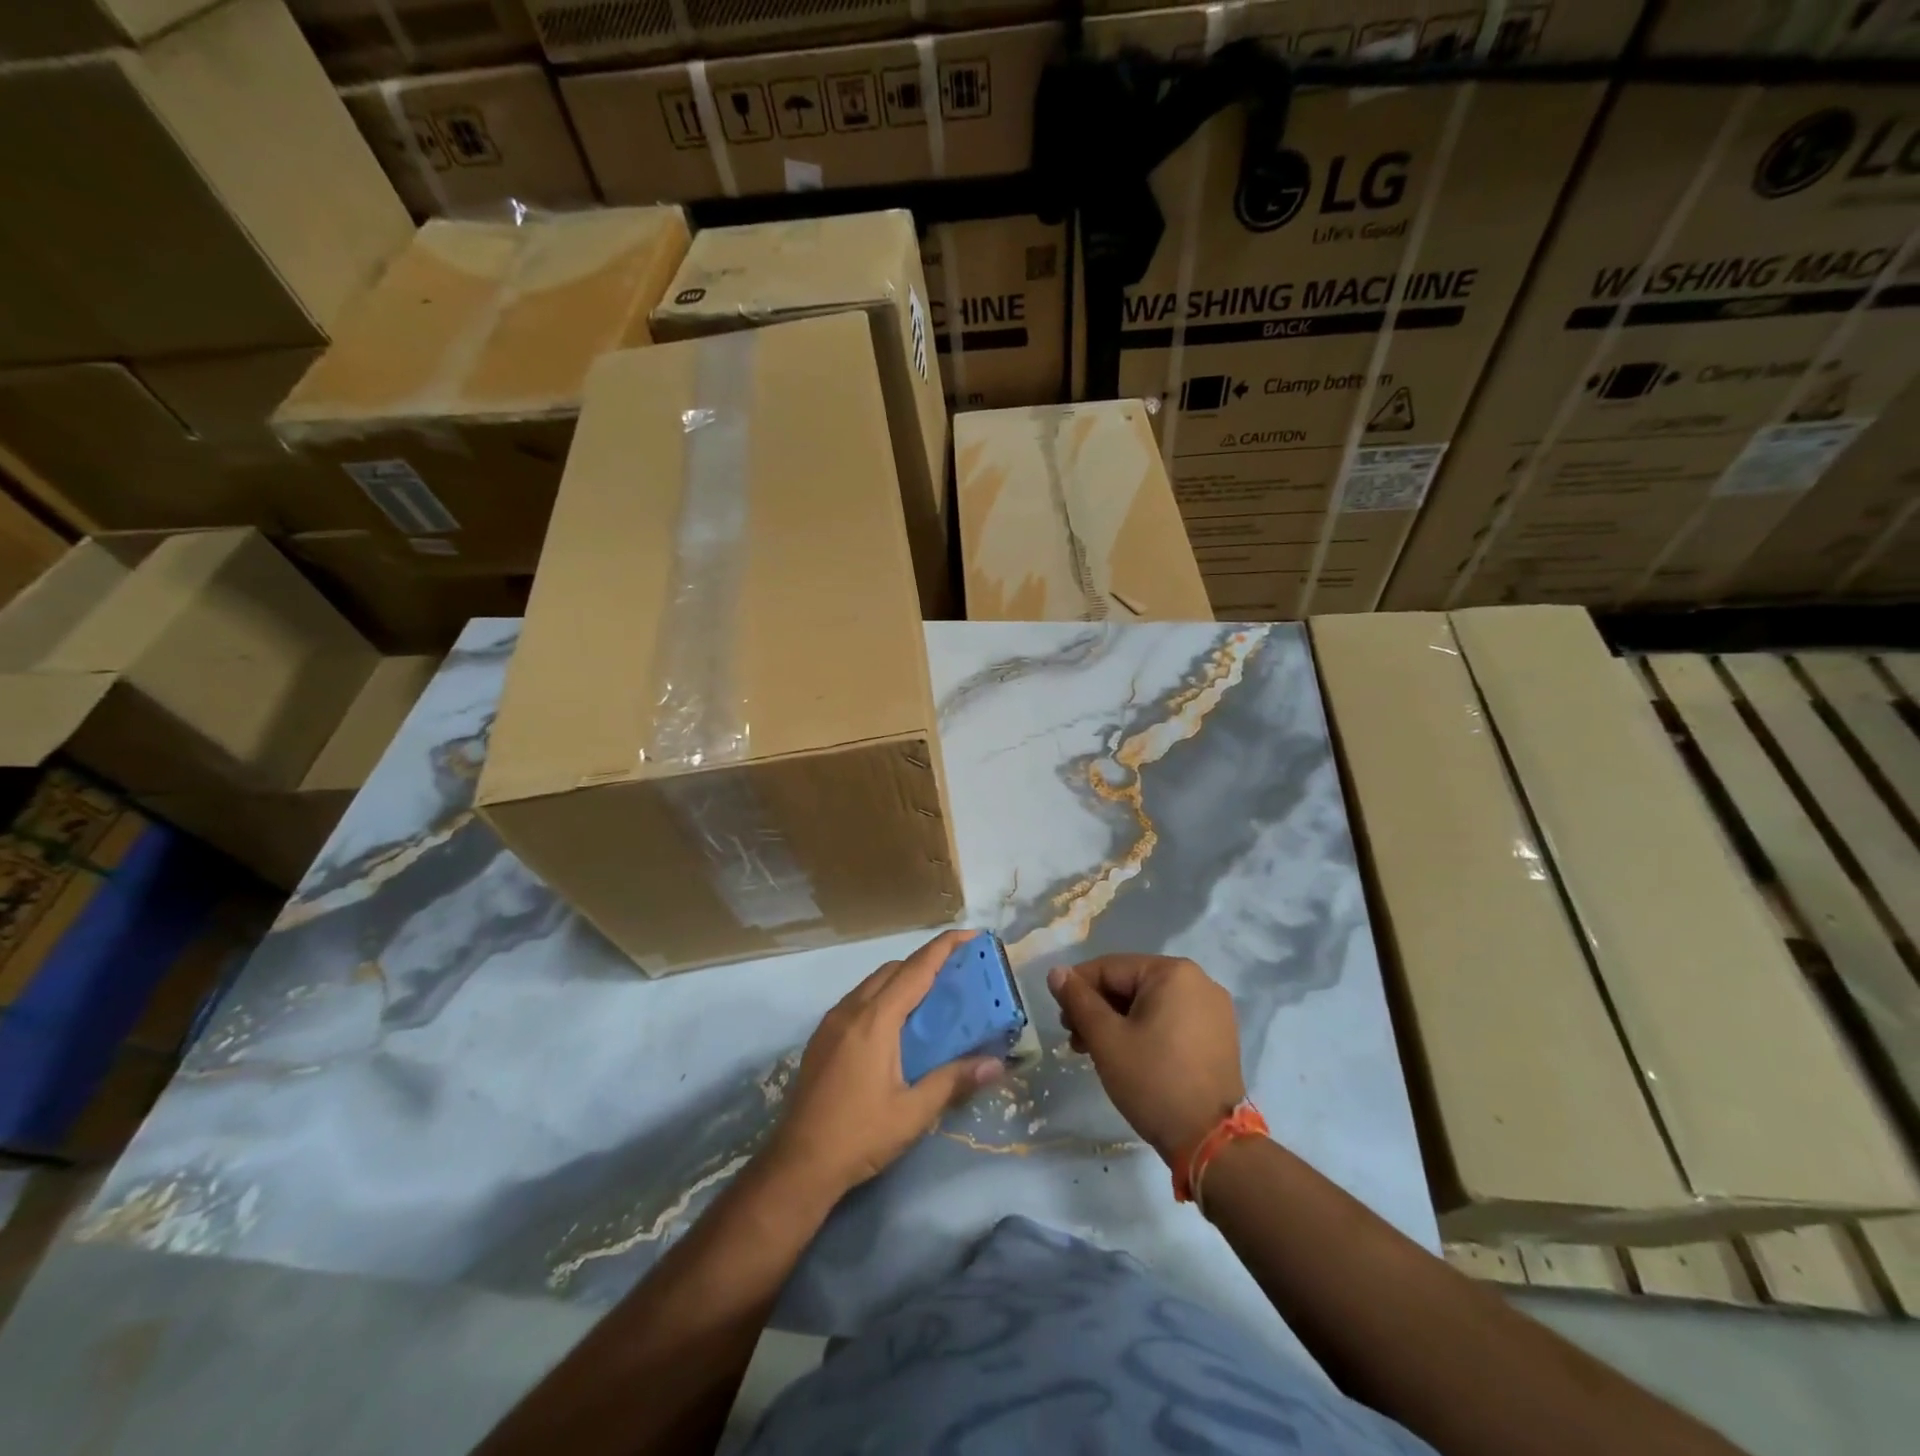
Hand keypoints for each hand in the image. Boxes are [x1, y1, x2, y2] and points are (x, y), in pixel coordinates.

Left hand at [769, 930, 1004, 1197]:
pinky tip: (896, 1025)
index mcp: (875, 1020)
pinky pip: (858, 1000)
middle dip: (926, 962)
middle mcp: (851, 1010)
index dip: (944, 947)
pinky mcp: (822, 1037)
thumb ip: (954, 1081)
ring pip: (872, 983)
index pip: (916, 969)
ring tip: (931, 997)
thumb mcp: (914, 1112)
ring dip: (902, 979)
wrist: (798, 1164)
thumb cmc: (860, 1136)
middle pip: (893, 969)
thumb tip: (996, 1064)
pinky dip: (882, 996)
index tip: (971, 934)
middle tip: (957, 973)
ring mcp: (831, 1022)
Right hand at [1048, 955, 1246, 1163]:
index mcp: (1173, 972)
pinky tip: (1128, 1055)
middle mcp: (1198, 980)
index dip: (1077, 989)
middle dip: (1098, 1009)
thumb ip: (1078, 1000)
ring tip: (1096, 1051)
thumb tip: (1056, 972)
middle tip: (1075, 1040)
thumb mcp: (1106, 1039)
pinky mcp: (1218, 1034)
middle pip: (1131, 984)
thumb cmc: (1153, 1081)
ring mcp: (1213, 1009)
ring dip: (1118, 1022)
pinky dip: (1145, 1030)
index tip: (1061, 1020)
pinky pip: (1170, 1019)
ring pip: (1149, 1003)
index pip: (1110, 968)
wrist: (1211, 1143)